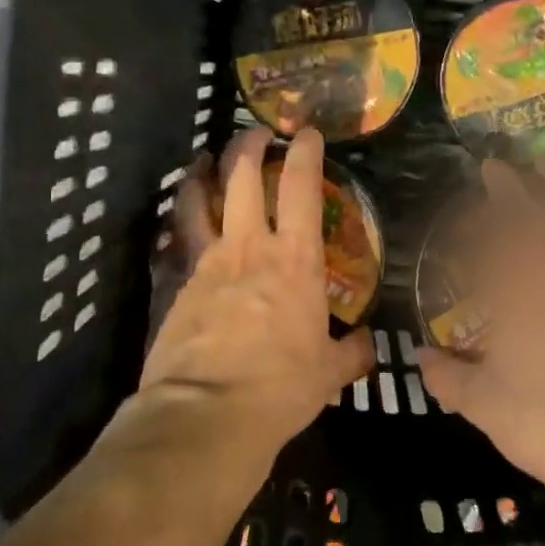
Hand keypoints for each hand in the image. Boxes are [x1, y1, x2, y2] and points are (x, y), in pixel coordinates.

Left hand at [139, 127, 374, 464]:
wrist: (206, 412)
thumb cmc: (280, 388)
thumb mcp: (329, 374)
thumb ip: (351, 352)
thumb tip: (369, 345)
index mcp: (295, 260)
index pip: (302, 188)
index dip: (305, 153)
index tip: (305, 133)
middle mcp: (249, 247)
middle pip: (242, 178)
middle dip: (248, 147)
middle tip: (254, 134)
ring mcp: (207, 262)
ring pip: (199, 200)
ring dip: (204, 174)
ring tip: (205, 161)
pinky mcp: (176, 285)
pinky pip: (179, 240)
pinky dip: (182, 223)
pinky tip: (181, 223)